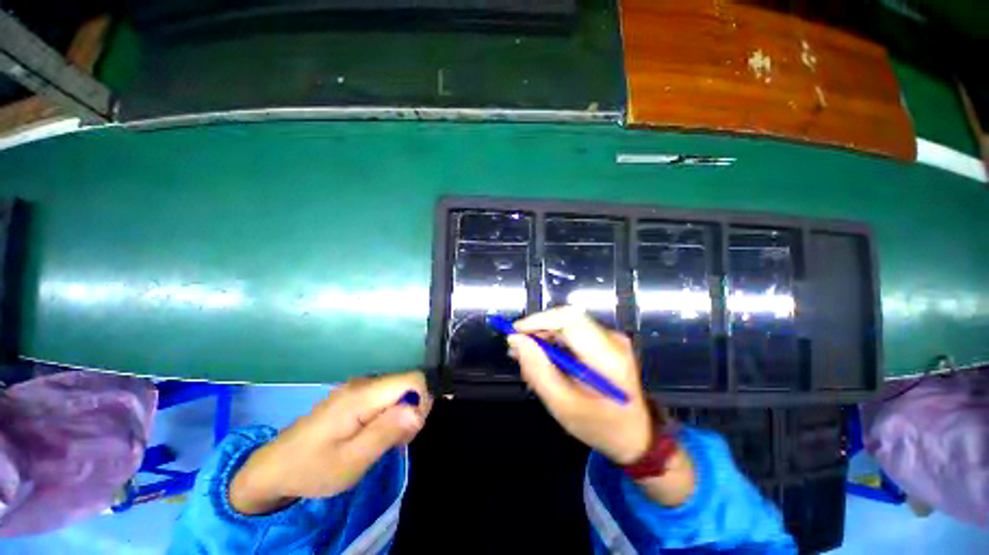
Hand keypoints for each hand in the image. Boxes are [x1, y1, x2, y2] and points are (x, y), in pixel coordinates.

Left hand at [229, 371, 431, 514]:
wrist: (274, 467)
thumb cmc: (312, 468)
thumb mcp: (351, 461)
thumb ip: (386, 432)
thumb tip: (418, 410)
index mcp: (363, 394)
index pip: (414, 380)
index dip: (422, 402)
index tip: (410, 431)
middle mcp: (364, 382)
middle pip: (408, 384)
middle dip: (413, 410)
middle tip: (396, 442)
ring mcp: (359, 386)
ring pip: (399, 390)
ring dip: (402, 414)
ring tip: (384, 442)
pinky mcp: (355, 394)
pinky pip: (386, 396)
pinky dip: (391, 413)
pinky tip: (376, 434)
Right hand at [507, 307, 651, 464]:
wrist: (637, 436)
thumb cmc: (601, 427)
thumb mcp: (564, 407)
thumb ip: (538, 372)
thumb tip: (517, 340)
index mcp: (608, 357)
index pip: (570, 320)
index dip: (539, 321)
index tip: (515, 333)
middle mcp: (612, 340)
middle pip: (566, 319)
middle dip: (537, 331)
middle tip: (518, 352)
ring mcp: (611, 339)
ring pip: (567, 325)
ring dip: (544, 338)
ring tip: (529, 361)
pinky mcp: (606, 343)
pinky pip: (573, 334)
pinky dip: (554, 343)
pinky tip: (545, 362)